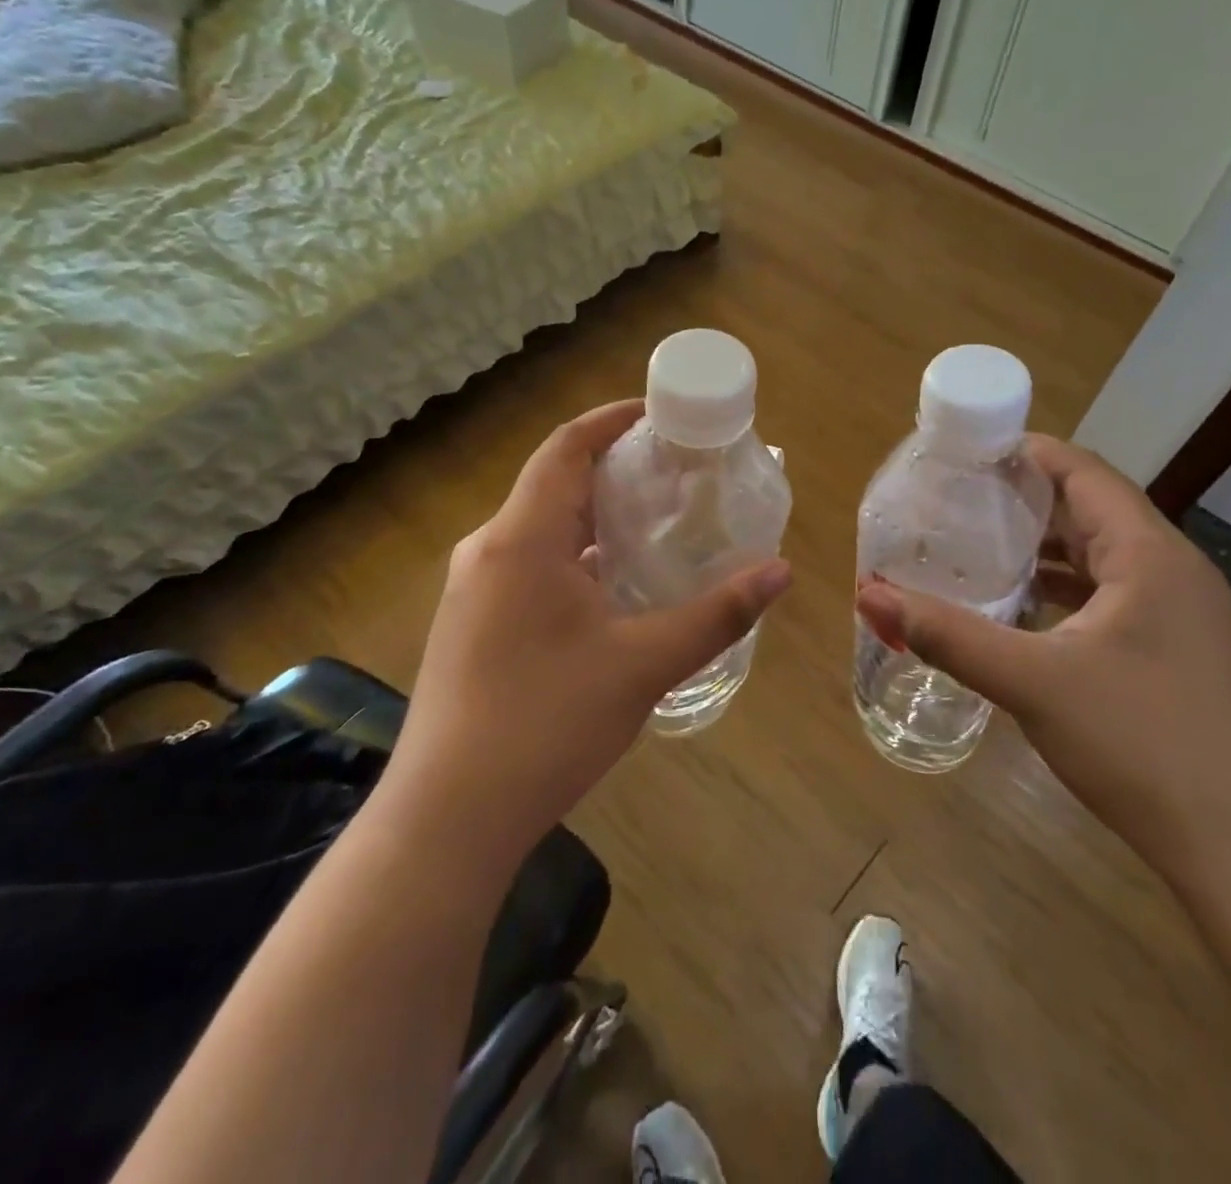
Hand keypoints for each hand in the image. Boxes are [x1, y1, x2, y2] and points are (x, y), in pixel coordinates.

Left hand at [383, 400, 792, 869]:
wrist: (449, 815)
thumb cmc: (547, 723)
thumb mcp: (643, 664)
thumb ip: (716, 614)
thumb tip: (781, 570)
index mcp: (522, 537)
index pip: (566, 447)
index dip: (612, 421)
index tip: (660, 415)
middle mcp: (488, 549)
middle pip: (554, 484)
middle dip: (613, 471)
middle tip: (675, 476)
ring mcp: (471, 589)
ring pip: (540, 529)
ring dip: (593, 519)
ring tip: (653, 526)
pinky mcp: (469, 624)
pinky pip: (526, 565)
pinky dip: (572, 558)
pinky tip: (610, 590)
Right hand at [855, 436, 1230, 894]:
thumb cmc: (1140, 745)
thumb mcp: (1030, 682)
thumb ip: (947, 635)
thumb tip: (869, 596)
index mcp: (1149, 555)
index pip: (1084, 472)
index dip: (1025, 454)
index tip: (964, 455)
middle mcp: (1173, 570)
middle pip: (1092, 508)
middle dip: (1024, 499)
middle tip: (956, 499)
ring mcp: (1181, 613)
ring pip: (1102, 554)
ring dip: (1044, 546)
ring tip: (978, 545)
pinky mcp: (1177, 649)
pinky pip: (1112, 594)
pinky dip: (1064, 588)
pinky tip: (1022, 608)